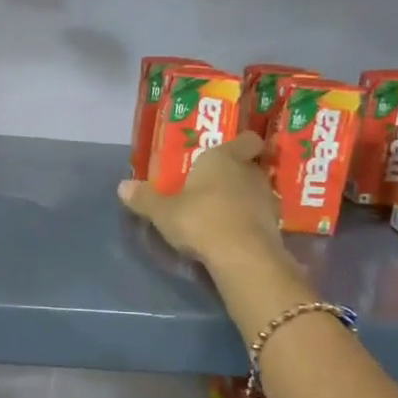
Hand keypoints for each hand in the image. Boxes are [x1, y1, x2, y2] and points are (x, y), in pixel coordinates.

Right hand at [117, 133, 285, 273]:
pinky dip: (248, 221)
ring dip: (242, 199)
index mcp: (225, 158)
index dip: (242, 144)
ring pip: (255, 191)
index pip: (247, 139)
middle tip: (212, 184)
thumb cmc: (200, 220)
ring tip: (220, 211)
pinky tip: (232, 233)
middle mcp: (250, 173)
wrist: (243, 257)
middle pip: (248, 165)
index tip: (231, 151)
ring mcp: (267, 200)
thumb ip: (145, 198)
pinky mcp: (274, 226)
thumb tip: (122, 186)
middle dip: (234, 173)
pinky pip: (259, 216)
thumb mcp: (163, 211)